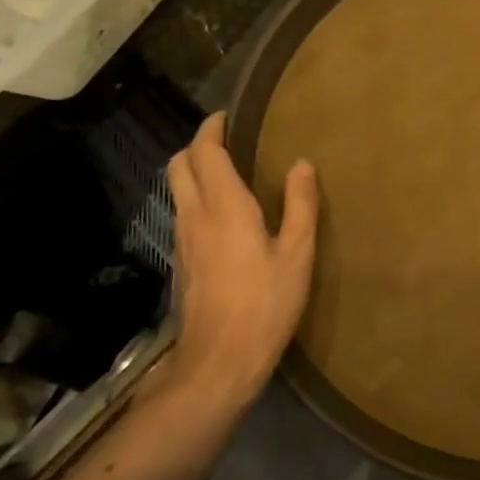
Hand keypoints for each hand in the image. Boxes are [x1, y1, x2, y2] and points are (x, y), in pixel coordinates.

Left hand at [164, 112, 318, 403]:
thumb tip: (301, 164)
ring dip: (195, 171)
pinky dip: (196, 197)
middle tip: (228, 141)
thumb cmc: (264, 304)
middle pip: (179, 165)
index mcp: (224, 206)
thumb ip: (301, 205)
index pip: (205, 152)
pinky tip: (224, 214)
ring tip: (229, 172)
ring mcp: (182, 240)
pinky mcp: (181, 262)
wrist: (217, 364)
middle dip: (198, 145)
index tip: (229, 116)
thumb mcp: (297, 254)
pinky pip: (183, 213)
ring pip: (177, 189)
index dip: (213, 128)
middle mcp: (195, 216)